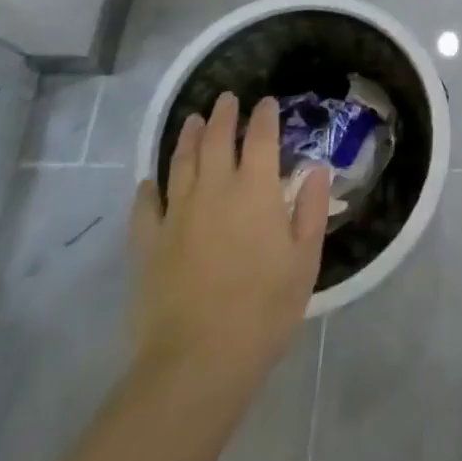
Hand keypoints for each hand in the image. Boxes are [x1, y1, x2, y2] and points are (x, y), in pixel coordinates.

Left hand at [129, 95, 328, 384]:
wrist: (197, 361)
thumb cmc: (264, 309)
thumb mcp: (305, 260)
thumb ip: (312, 210)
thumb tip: (316, 170)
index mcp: (256, 189)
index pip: (260, 137)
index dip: (264, 116)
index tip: (266, 103)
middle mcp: (214, 189)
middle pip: (217, 139)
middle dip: (223, 115)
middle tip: (226, 99)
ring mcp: (177, 214)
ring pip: (181, 162)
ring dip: (188, 137)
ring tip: (193, 120)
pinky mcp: (148, 244)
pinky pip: (146, 206)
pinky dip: (148, 189)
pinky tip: (149, 182)